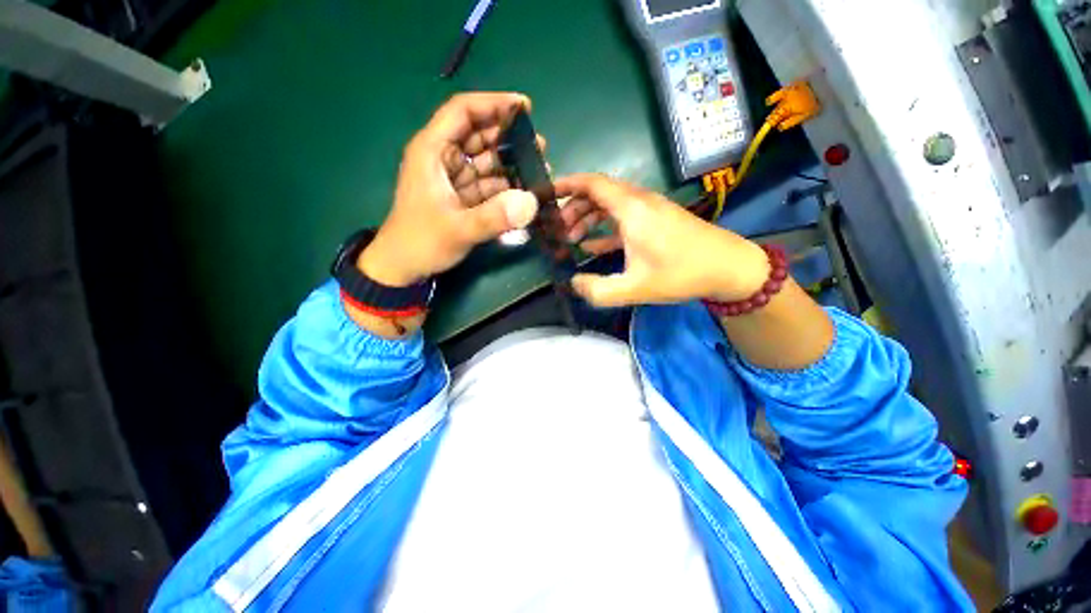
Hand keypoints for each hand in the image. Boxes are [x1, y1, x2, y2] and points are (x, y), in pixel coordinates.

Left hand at [359, 92, 543, 286]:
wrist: (404, 267)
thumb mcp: (458, 230)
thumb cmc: (421, 242)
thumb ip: (494, 217)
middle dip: (509, 138)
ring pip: (486, 161)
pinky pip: (488, 184)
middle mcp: (443, 159)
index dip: (493, 104)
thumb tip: (532, 202)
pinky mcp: (462, 197)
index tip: (525, 107)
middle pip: (479, 135)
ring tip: (539, 170)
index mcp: (432, 151)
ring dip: (511, 164)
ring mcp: (454, 179)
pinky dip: (506, 186)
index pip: (463, 112)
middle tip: (540, 147)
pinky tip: (525, 192)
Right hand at [556, 174, 769, 307]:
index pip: (592, 184)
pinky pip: (621, 218)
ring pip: (608, 205)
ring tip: (570, 238)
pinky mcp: (655, 220)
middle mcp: (638, 202)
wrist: (729, 268)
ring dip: (587, 218)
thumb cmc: (681, 274)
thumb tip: (572, 283)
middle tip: (557, 230)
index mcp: (632, 209)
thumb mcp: (635, 288)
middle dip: (572, 208)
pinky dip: (603, 228)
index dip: (566, 184)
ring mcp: (648, 210)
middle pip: (597, 194)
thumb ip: (598, 290)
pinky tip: (590, 245)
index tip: (546, 193)